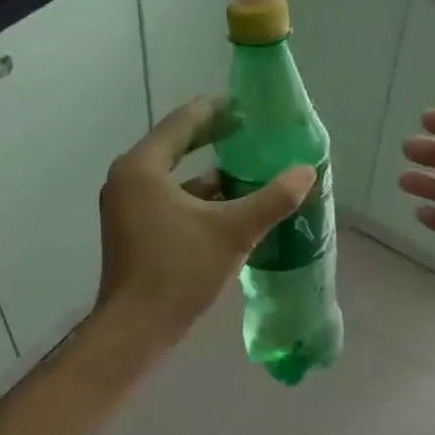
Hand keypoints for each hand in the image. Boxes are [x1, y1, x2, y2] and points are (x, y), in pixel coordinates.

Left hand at [93, 97, 314, 353]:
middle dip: (216, 140)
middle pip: (177, 146)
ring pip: (176, 179)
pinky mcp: (134, 231)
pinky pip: (171, 201)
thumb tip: (307, 172)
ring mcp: (127, 207)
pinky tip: (233, 208)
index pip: (182, 122)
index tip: (247, 106)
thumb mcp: (233, 231)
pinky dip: (200, 200)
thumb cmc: (179, 271)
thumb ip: (272, 199)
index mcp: (143, 168)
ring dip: (211, 175)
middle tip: (253, 133)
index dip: (217, 110)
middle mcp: (128, 180)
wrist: (137, 329)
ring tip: (251, 170)